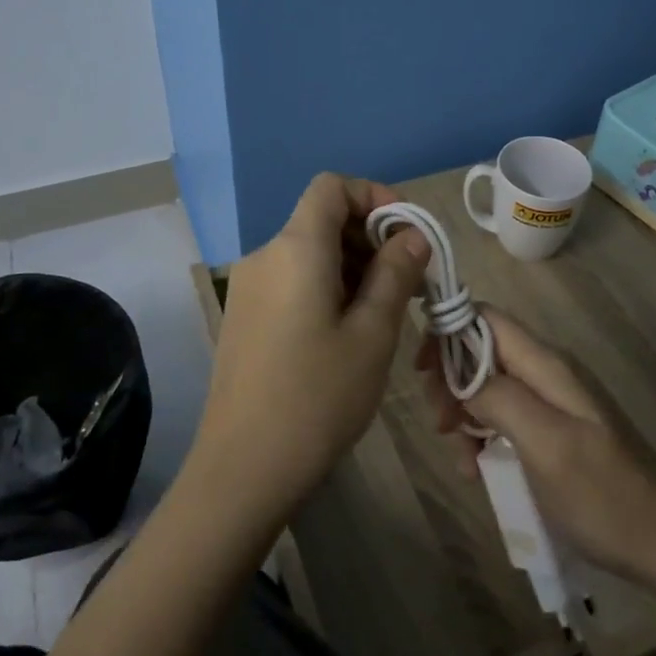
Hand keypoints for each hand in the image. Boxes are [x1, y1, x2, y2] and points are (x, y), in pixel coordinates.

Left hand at [193, 174, 429, 519]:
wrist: (243, 469)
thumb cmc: (318, 397)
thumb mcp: (372, 334)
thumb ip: (395, 274)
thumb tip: (412, 236)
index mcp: (296, 248)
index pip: (332, 187)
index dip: (374, 196)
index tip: (407, 235)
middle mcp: (265, 255)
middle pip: (321, 218)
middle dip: (370, 236)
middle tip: (409, 282)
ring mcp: (249, 287)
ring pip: (309, 252)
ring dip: (352, 265)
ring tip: (386, 311)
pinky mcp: (244, 316)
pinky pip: (292, 279)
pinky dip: (327, 285)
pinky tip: (349, 330)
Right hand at [417, 307, 655, 588]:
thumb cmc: (604, 495)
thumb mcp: (546, 444)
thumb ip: (500, 398)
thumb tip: (461, 374)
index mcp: (546, 365)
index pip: (486, 318)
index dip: (448, 330)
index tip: (421, 369)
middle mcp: (548, 374)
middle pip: (482, 352)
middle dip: (451, 381)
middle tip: (439, 423)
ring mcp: (553, 404)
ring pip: (489, 388)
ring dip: (465, 415)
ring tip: (461, 459)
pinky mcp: (555, 432)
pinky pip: (506, 420)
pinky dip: (485, 437)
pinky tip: (480, 470)